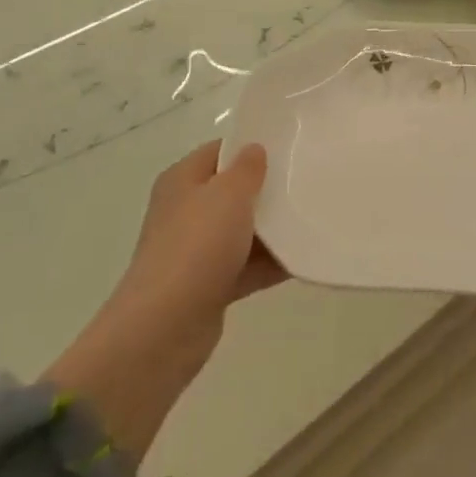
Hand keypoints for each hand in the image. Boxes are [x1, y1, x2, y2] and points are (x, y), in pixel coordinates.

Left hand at [46, 141, 285, 460]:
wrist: (164, 329)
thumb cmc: (197, 246)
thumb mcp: (229, 193)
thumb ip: (248, 168)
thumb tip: (254, 150)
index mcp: (182, 180)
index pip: (220, 151)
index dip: (251, 146)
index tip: (288, 146)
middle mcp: (185, 211)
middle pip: (231, 191)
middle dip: (266, 188)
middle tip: (305, 180)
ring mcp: (195, 252)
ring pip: (241, 231)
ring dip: (272, 229)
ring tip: (311, 216)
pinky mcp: (207, 287)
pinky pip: (245, 266)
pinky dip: (268, 263)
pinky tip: (301, 258)